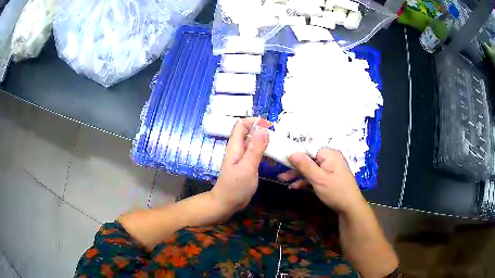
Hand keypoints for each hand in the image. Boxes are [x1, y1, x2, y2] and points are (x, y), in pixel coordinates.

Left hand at [210, 118, 270, 214]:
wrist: (227, 203)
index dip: (254, 122)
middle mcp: (238, 149)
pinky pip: (256, 152)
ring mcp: (242, 157)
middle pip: (248, 132)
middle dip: (262, 130)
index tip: (270, 126)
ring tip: (279, 145)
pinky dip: (264, 151)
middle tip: (278, 137)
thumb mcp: (247, 167)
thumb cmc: (235, 187)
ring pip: (253, 142)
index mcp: (235, 146)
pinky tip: (274, 156)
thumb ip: (255, 149)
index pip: (241, 125)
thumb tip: (263, 129)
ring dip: (265, 141)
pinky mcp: (246, 164)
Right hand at [278, 148, 365, 213]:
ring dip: (298, 175)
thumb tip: (291, 152)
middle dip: (295, 168)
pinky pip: (316, 175)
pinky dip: (307, 180)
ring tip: (284, 181)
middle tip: (281, 175)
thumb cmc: (335, 191)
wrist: (350, 207)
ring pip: (311, 168)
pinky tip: (296, 186)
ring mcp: (330, 168)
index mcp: (329, 154)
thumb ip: (305, 166)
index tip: (283, 161)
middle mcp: (330, 158)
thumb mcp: (318, 179)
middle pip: (309, 160)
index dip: (295, 155)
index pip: (309, 149)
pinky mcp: (330, 176)